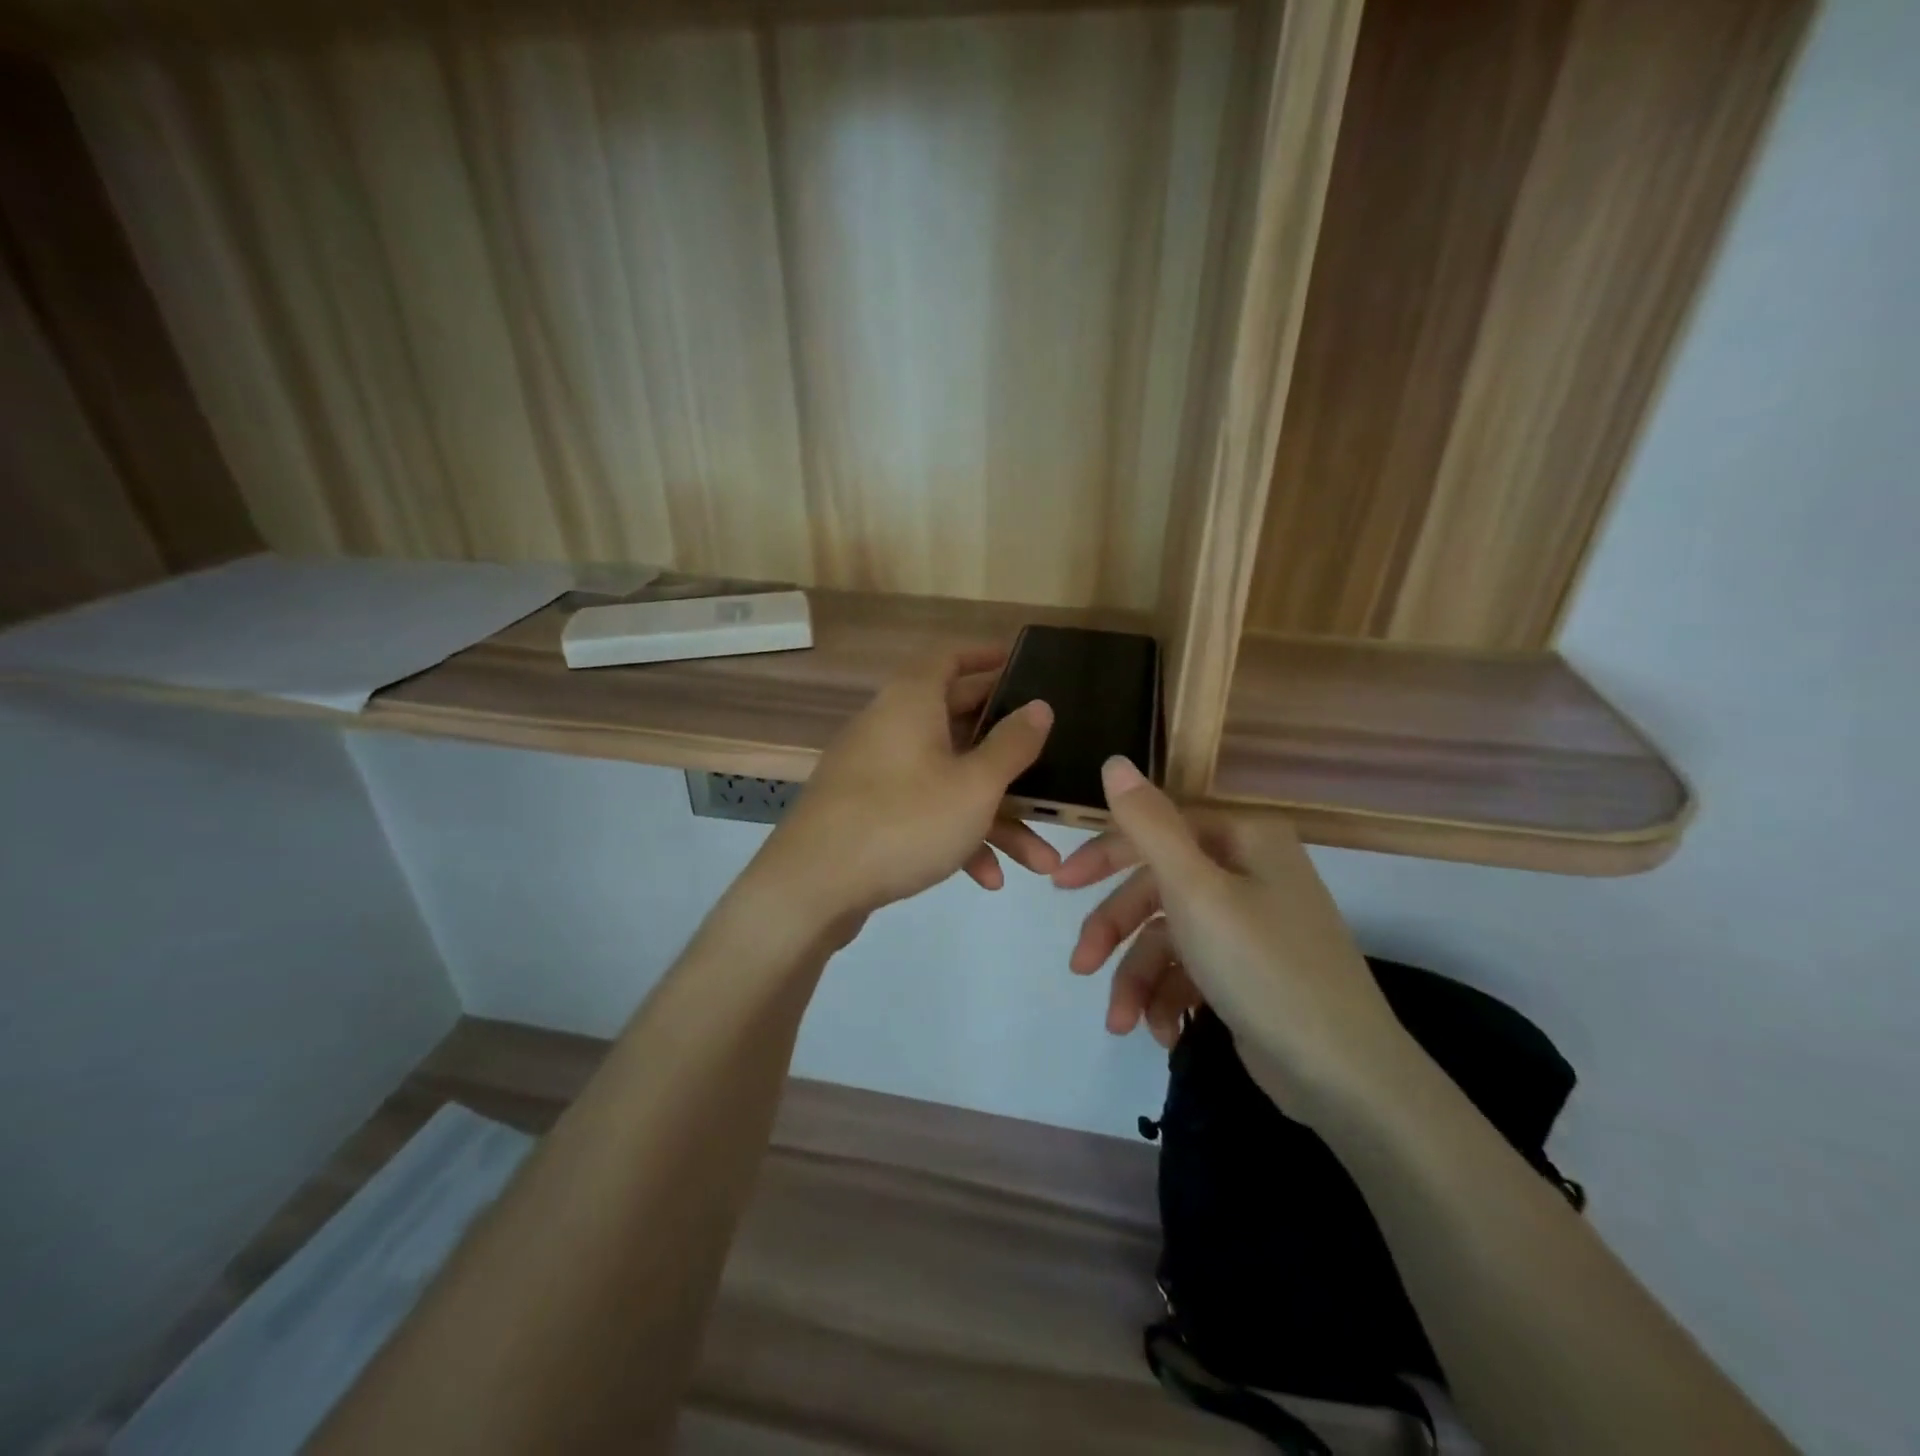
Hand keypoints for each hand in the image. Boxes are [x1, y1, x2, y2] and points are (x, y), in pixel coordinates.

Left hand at [749, 647, 1058, 925]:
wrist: (812, 887)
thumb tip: (1040, 706)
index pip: (949, 658)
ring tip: (1040, 857)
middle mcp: (891, 727)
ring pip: (947, 780)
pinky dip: (957, 835)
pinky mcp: (868, 813)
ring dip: (995, 815)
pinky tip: (988, 877)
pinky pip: (923, 811)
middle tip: (1047, 754)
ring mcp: (877, 772)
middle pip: (957, 722)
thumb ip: (1012, 745)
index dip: (985, 656)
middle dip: (1008, 752)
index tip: (1020, 663)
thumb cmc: (903, 820)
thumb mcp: (974, 785)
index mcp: (912, 702)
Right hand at [1053, 757, 1409, 1115]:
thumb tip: (1114, 761)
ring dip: (1136, 977)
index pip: (1155, 830)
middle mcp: (1248, 871)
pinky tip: (1160, 1032)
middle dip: (1115, 931)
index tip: (1060, 885)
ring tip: (1121, 1023)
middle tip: (1080, 965)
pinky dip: (1167, 998)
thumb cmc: (1262, 967)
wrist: (1344, 1076)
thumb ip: (1147, 824)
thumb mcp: (1195, 891)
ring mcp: (1250, 923)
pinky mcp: (1248, 970)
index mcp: (1242, 838)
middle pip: (1157, 888)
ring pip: (1168, 936)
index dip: (1103, 855)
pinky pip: (1190, 969)